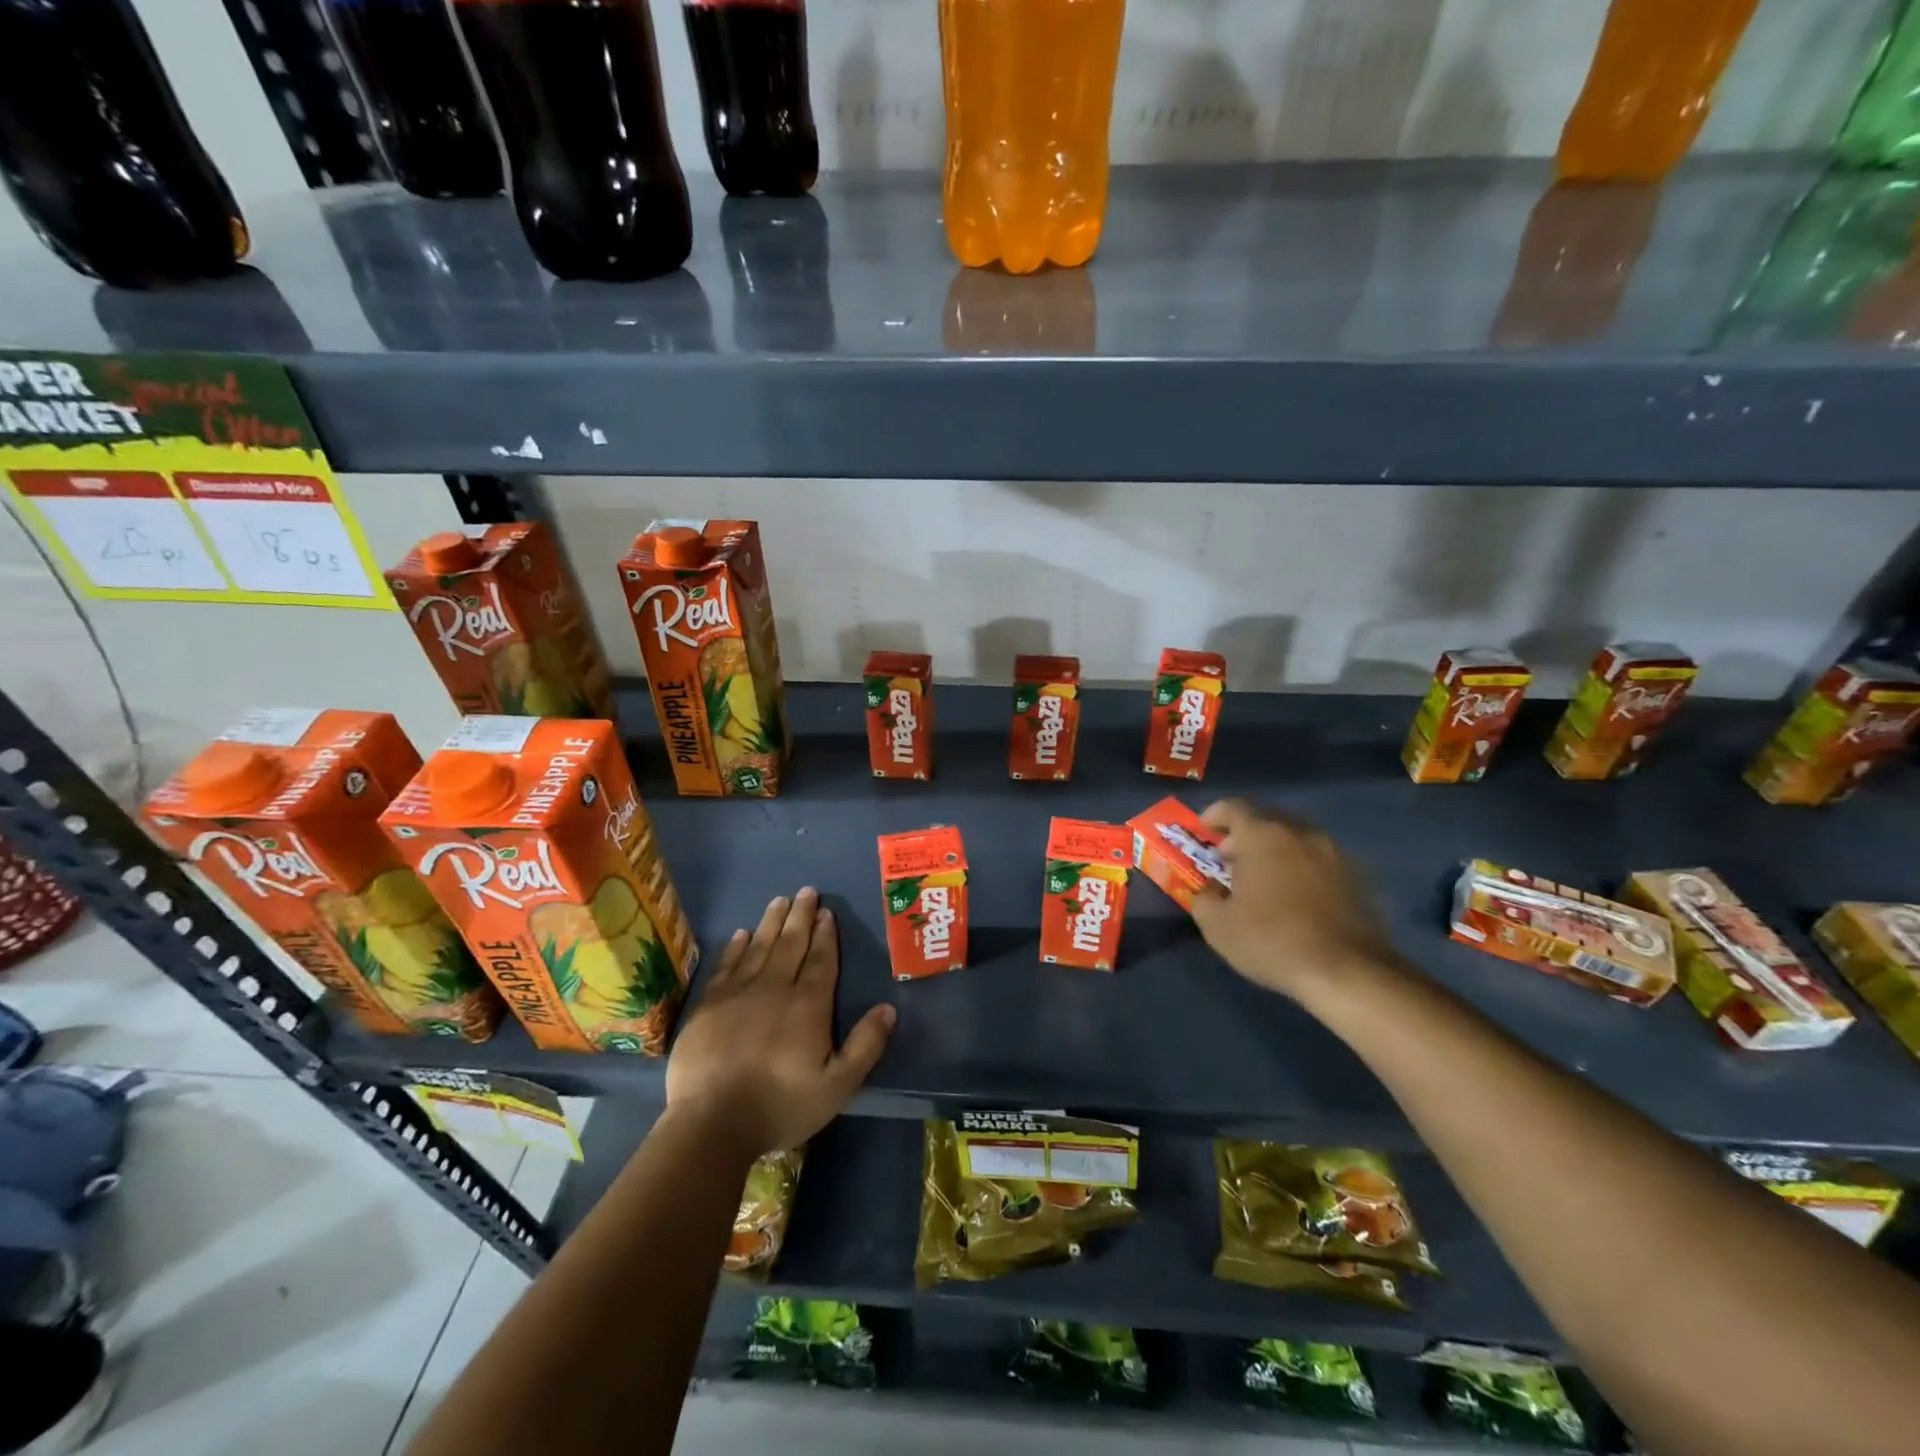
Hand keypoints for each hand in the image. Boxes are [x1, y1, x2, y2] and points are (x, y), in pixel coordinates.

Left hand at [666, 887, 895, 1158]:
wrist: (712, 1123)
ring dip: (771, 922)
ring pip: (759, 947)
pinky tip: (741, 934)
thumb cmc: (781, 1106)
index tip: (827, 912)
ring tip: (779, 900)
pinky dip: (735, 947)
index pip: (820, 960)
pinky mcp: (708, 1005)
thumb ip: (865, 1045)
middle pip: (790, 943)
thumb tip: (889, 1007)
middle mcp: (774, 988)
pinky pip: (726, 965)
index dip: (825, 934)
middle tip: (806, 891)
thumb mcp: (837, 1086)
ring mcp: (738, 993)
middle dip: (800, 916)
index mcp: (808, 1005)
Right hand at [1188, 800, 1401, 1000]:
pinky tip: (1296, 899)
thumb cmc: (1272, 940)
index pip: (1233, 807)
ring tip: (1263, 881)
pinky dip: (1302, 870)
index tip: (1203, 831)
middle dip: (1244, 835)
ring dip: (1275, 852)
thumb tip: (1211, 889)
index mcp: (1263, 835)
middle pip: (1267, 819)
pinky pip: (1320, 862)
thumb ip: (1204, 897)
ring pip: (1296, 840)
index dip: (1213, 815)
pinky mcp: (1360, 878)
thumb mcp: (1217, 926)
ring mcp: (1335, 854)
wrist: (1349, 972)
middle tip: (1229, 859)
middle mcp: (1301, 833)